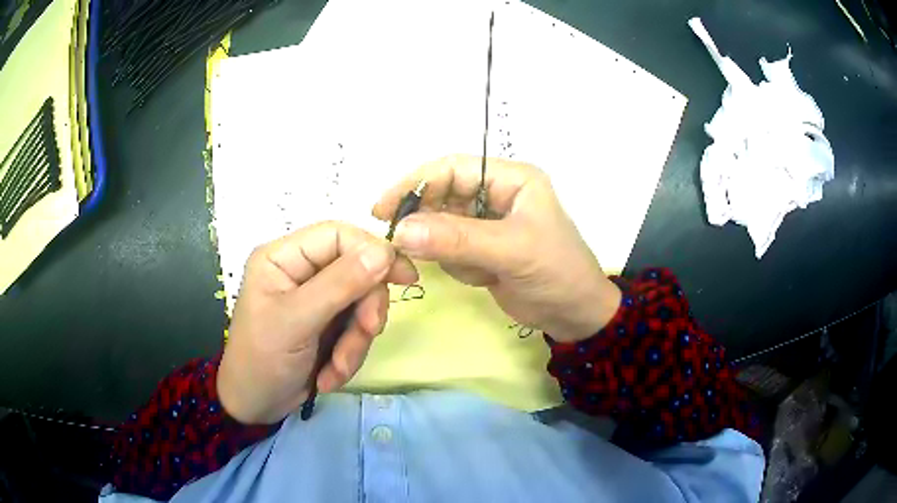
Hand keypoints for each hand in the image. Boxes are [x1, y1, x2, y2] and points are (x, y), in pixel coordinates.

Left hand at [217, 222, 417, 424]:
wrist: (256, 406)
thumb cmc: (262, 359)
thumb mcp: (297, 321)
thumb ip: (339, 285)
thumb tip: (384, 251)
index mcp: (284, 257)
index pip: (338, 235)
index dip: (373, 250)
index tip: (403, 276)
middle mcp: (301, 271)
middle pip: (357, 271)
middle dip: (364, 309)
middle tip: (368, 332)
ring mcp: (316, 299)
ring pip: (361, 304)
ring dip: (356, 341)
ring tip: (338, 367)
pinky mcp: (327, 325)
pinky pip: (356, 330)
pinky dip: (349, 355)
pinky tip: (329, 376)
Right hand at [373, 155, 620, 342]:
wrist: (575, 316)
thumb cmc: (557, 273)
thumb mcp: (512, 251)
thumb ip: (457, 239)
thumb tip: (401, 230)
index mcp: (510, 179)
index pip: (452, 168)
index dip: (416, 183)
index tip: (383, 209)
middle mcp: (495, 194)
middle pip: (441, 195)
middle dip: (427, 222)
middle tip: (404, 244)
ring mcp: (486, 223)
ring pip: (440, 226)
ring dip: (447, 250)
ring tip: (476, 270)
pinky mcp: (480, 249)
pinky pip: (449, 250)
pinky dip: (457, 266)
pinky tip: (484, 278)